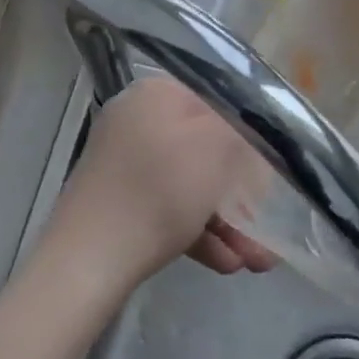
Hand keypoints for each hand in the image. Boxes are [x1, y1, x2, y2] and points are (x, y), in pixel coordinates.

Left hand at [44, 77, 277, 296]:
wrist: (87, 262)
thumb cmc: (160, 191)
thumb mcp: (217, 146)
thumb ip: (242, 131)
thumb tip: (249, 138)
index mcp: (156, 94)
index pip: (217, 103)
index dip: (250, 136)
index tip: (272, 171)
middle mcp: (137, 121)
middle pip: (205, 150)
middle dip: (243, 192)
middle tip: (269, 224)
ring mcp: (124, 165)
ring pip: (190, 187)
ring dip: (228, 222)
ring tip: (259, 260)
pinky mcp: (118, 205)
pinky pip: (167, 210)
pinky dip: (198, 233)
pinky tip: (228, 263)